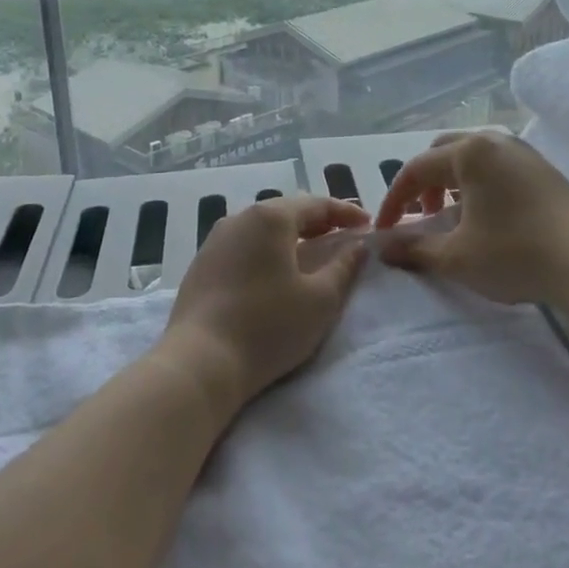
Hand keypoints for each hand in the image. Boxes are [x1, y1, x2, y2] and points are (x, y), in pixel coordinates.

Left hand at [161, 194, 370, 409]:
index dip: (346, 213)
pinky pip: (244, 245)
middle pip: (288, 211)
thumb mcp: (320, 300)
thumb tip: (359, 246)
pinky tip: (275, 271)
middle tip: (344, 236)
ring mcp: (216, 239)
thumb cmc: (268, 327)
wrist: (199, 363)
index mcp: (271, 218)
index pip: (317, 204)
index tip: (368, 225)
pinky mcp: (202, 263)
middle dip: (318, 222)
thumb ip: (344, 267)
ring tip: (312, 252)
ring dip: (291, 236)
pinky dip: (267, 250)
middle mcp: (240, 217)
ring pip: (263, 228)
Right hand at [373, 131, 568, 305]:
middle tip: (422, 217)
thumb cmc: (516, 254)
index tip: (385, 230)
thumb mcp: (457, 257)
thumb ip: (415, 248)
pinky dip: (479, 182)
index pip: (416, 169)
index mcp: (468, 152)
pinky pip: (497, 164)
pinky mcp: (543, 168)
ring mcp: (522, 151)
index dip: (395, 200)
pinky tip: (487, 215)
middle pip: (444, 152)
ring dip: (452, 181)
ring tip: (453, 216)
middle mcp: (494, 141)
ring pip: (472, 156)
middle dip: (424, 183)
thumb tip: (383, 247)